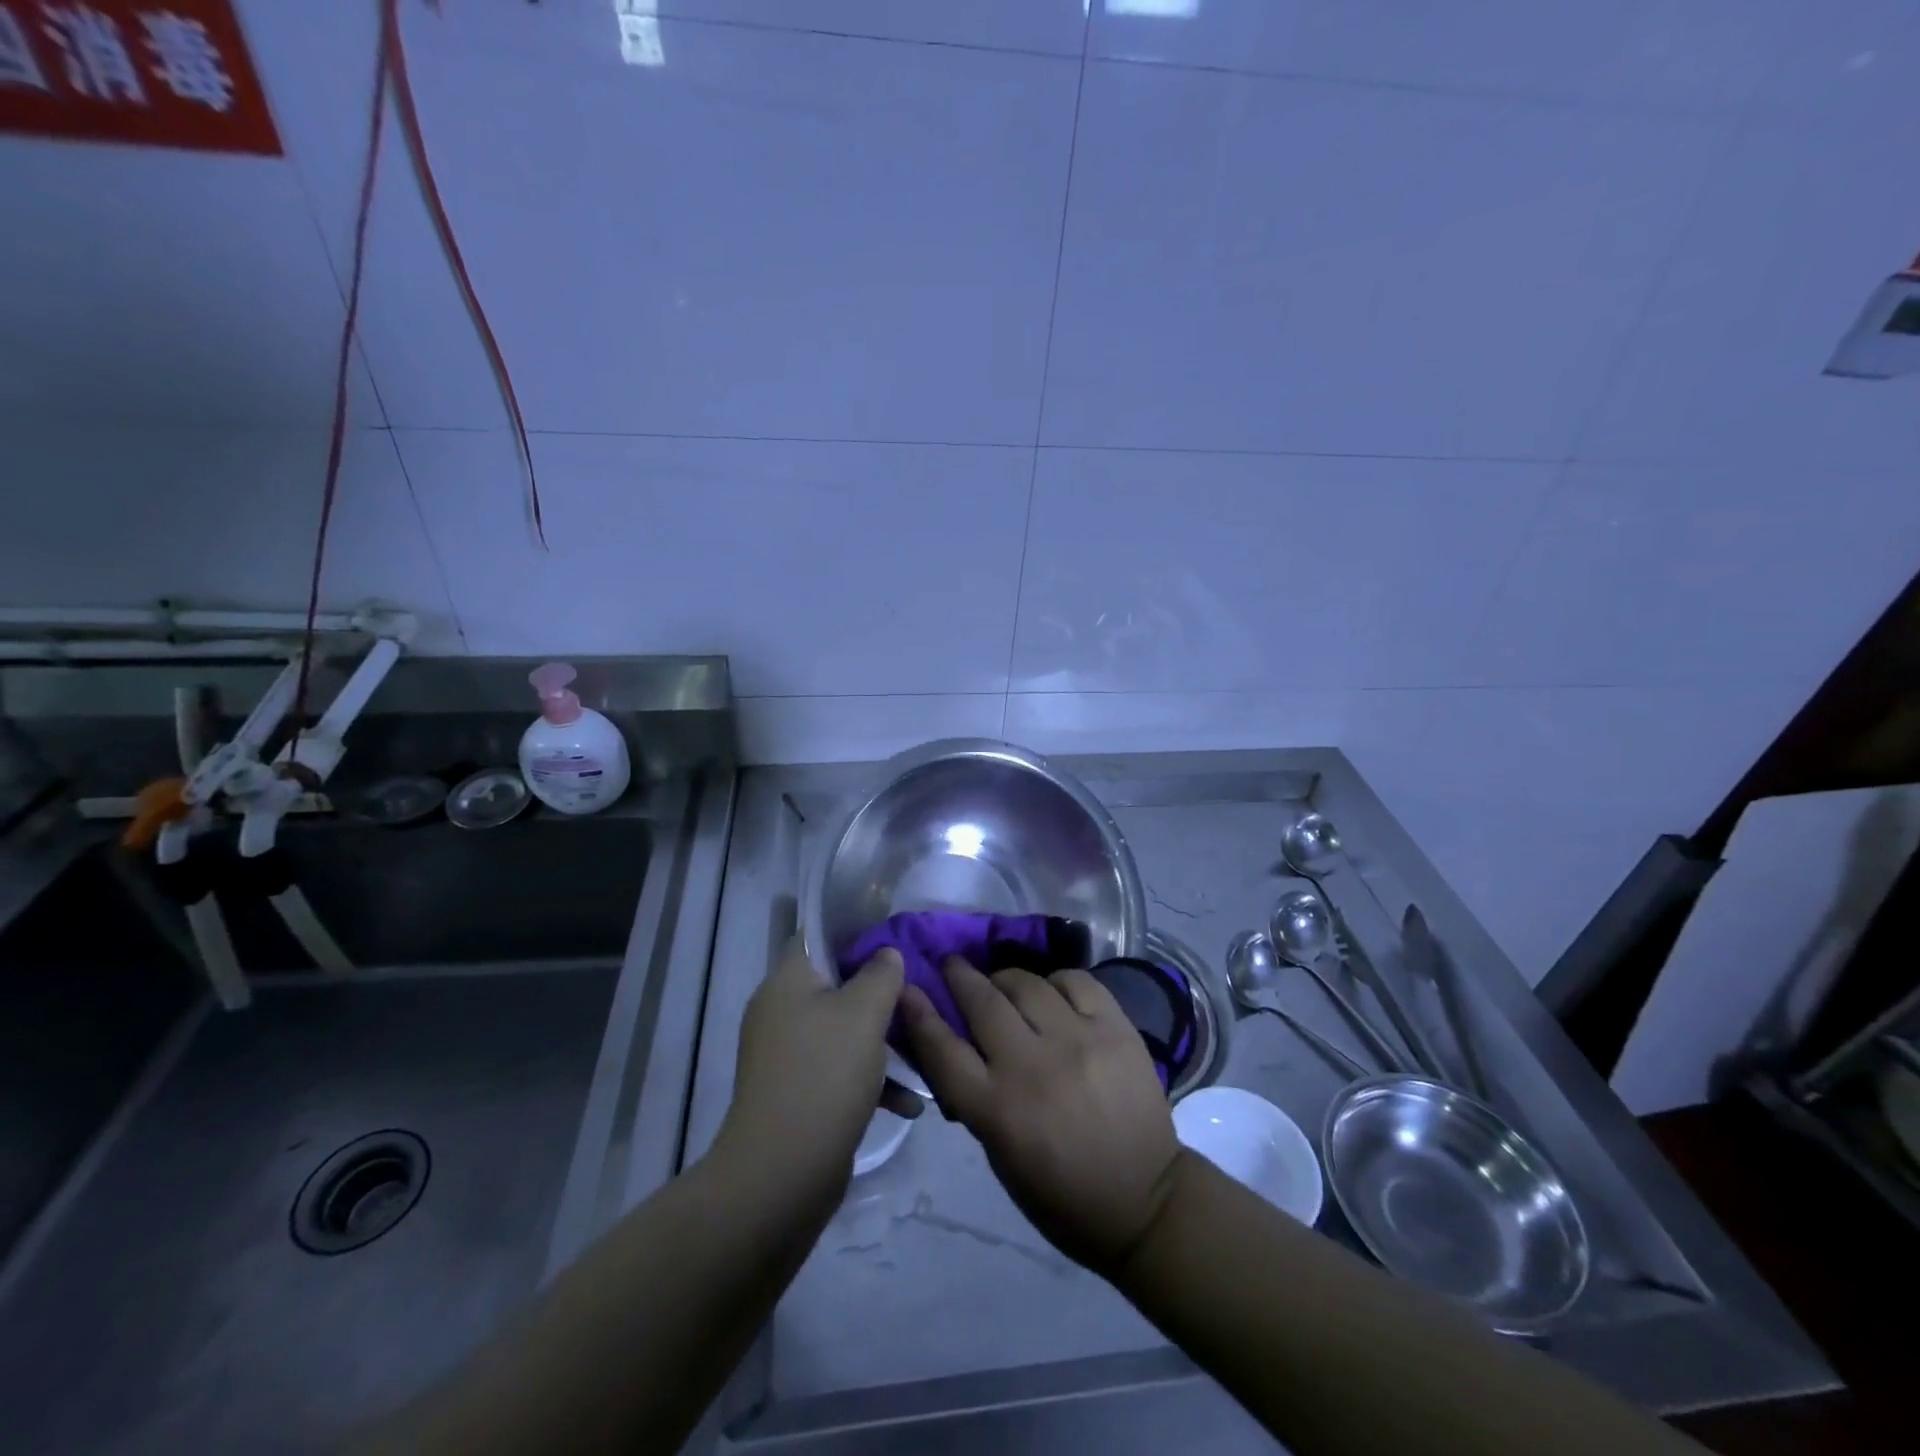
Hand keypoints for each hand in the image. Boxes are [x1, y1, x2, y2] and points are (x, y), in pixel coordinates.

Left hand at [713, 938, 905, 1204]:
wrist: (782, 1174)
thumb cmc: (825, 1074)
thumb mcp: (864, 1013)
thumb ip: (880, 974)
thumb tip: (886, 953)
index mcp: (787, 982)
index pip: (816, 936)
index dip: (854, 931)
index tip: (894, 939)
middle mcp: (781, 1012)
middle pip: (836, 984)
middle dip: (879, 991)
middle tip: (919, 994)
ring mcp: (788, 1056)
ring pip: (843, 1030)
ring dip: (883, 1039)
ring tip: (924, 1048)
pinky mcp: (799, 1094)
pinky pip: (840, 1071)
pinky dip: (872, 1080)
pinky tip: (910, 1102)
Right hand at [899, 957, 1182, 1274]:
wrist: (1145, 1200)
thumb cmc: (1061, 1192)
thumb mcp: (1000, 1155)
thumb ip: (974, 1096)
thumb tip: (953, 1045)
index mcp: (997, 1109)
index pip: (942, 1048)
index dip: (918, 1013)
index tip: (906, 987)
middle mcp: (1032, 1066)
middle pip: (982, 1001)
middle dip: (959, 976)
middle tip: (952, 965)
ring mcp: (1077, 1040)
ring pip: (1026, 983)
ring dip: (1005, 978)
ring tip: (1004, 983)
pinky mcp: (1115, 1028)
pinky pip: (1076, 981)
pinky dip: (1056, 981)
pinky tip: (1053, 992)